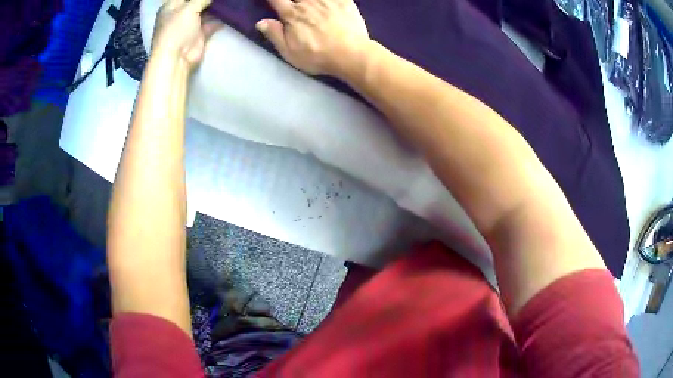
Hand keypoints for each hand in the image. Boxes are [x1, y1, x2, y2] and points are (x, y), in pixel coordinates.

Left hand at [152, 0, 222, 67]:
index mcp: (171, 7)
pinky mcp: (200, 34)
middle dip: (208, 0)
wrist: (176, 59)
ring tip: (229, 1)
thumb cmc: (176, 30)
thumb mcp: (189, 8)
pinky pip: (212, 23)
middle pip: (196, 2)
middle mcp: (180, 14)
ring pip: (205, 11)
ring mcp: (190, 24)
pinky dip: (221, 18)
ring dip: (216, 6)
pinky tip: (231, 12)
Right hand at [256, 0, 369, 76]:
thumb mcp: (289, 51)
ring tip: (306, 2)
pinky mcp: (344, 1)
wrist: (351, 54)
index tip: (272, 1)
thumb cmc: (318, 55)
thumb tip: (261, 22)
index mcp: (292, 14)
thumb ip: (274, 34)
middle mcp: (308, 2)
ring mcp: (327, 0)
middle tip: (291, 2)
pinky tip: (326, 1)